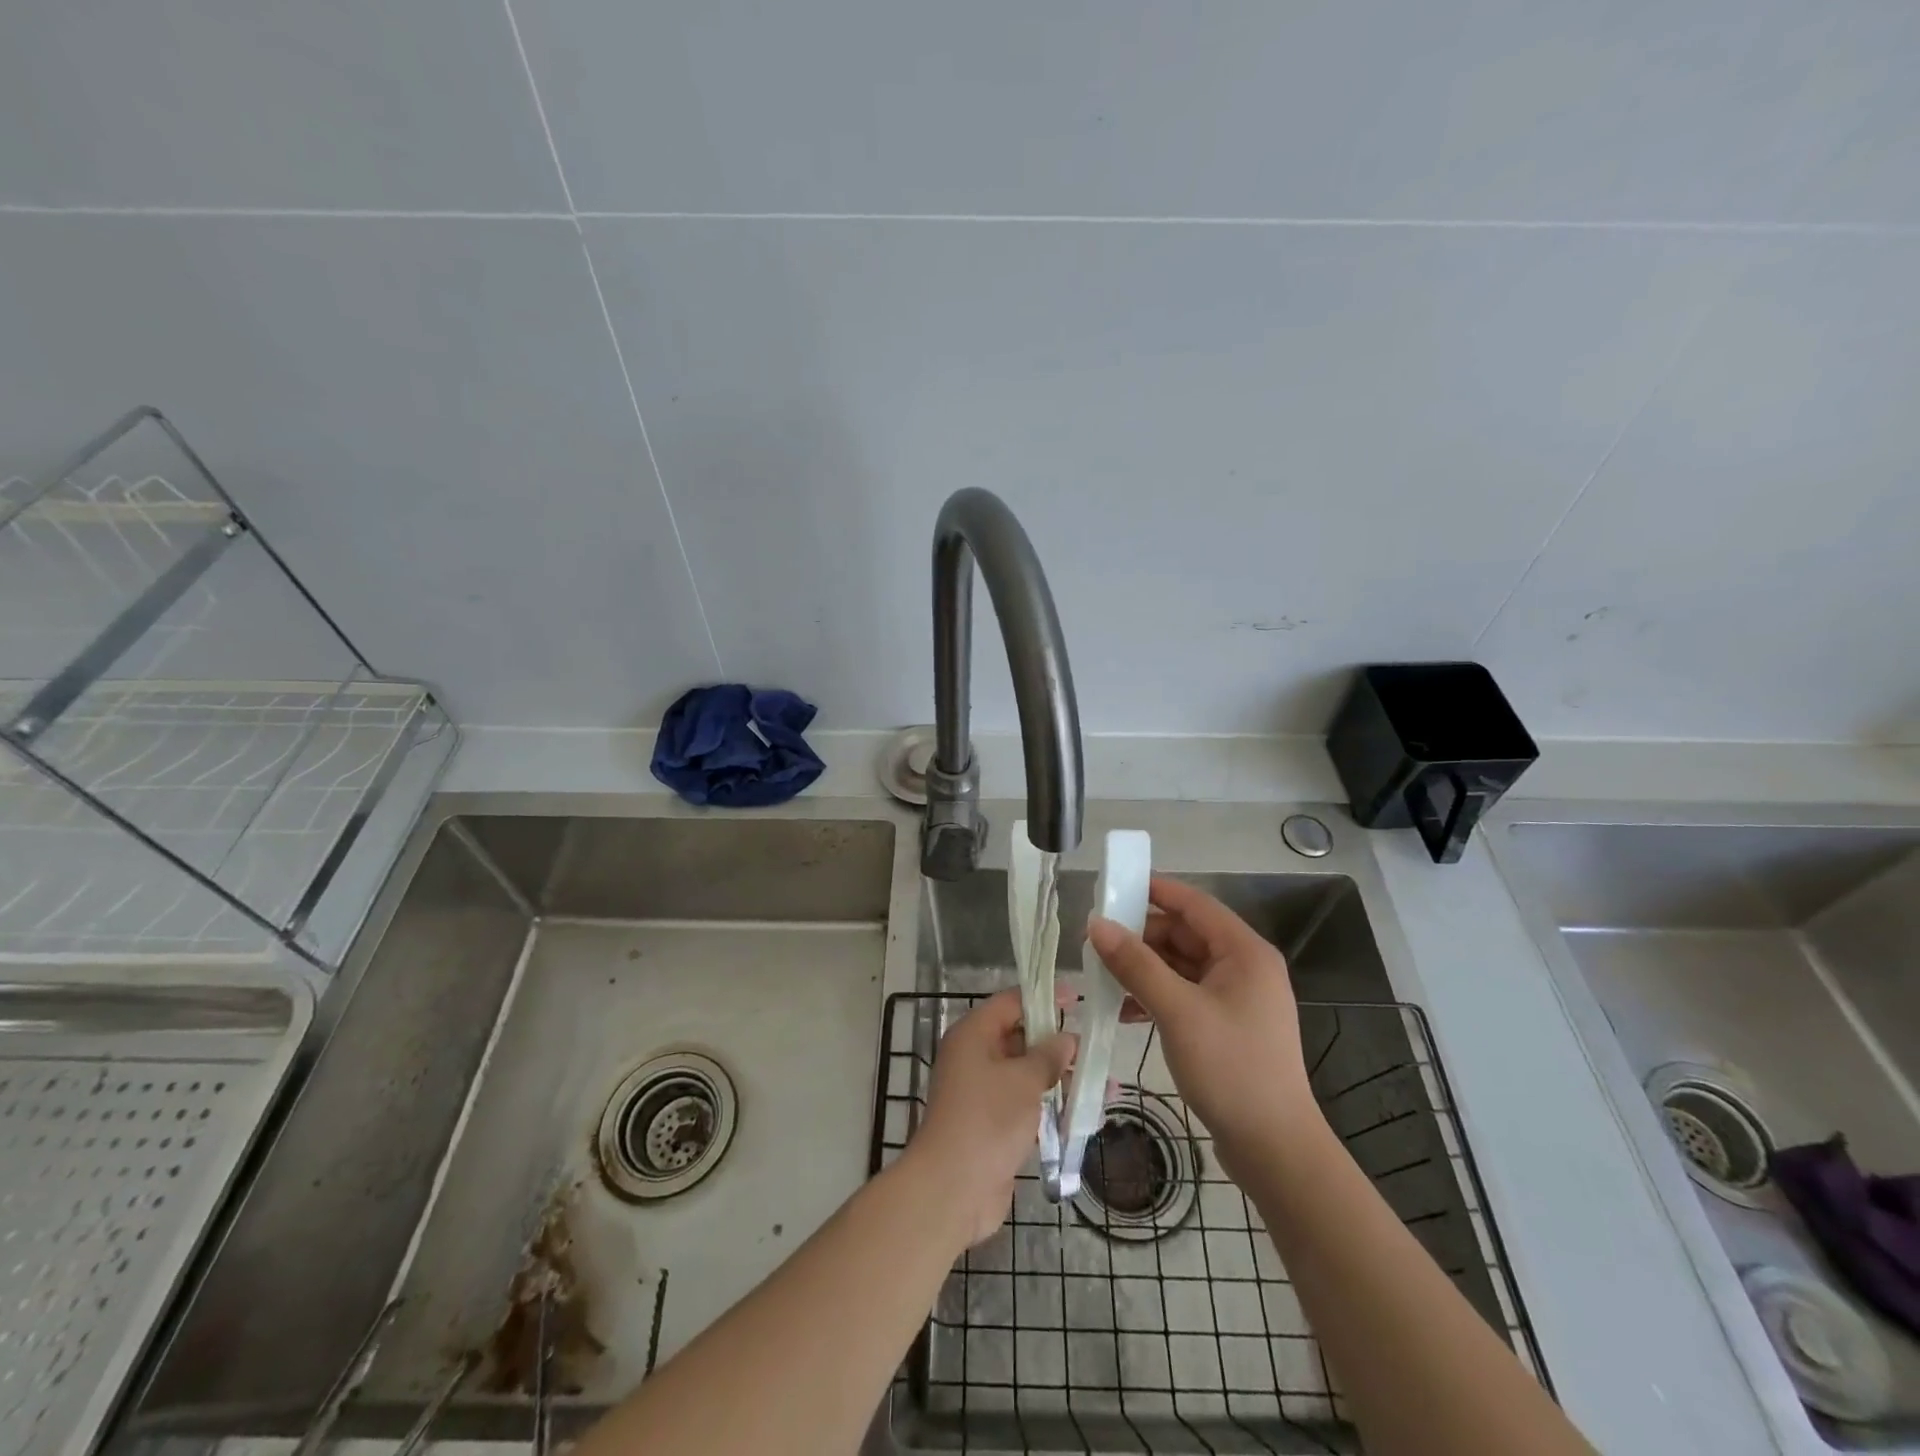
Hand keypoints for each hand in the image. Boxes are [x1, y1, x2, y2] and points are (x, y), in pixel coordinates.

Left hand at [904, 989, 1075, 1249]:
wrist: (953, 1188)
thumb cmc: (987, 1119)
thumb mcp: (1023, 1080)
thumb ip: (1048, 1056)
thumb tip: (1066, 1039)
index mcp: (974, 1035)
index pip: (1011, 1003)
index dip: (1044, 997)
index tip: (1079, 998)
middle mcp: (975, 1057)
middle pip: (1021, 1038)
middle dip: (1059, 1044)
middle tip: (1097, 1047)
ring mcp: (983, 1092)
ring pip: (1027, 1074)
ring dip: (1062, 1079)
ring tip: (1105, 1086)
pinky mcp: (993, 1123)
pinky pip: (1026, 1103)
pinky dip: (1052, 1106)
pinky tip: (1085, 1114)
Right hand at [1088, 876, 1320, 1177]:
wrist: (1274, 1149)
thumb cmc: (1230, 1068)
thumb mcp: (1177, 1010)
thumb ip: (1135, 964)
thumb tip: (1096, 924)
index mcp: (1244, 952)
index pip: (1194, 904)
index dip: (1154, 891)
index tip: (1111, 888)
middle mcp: (1244, 967)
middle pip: (1185, 934)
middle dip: (1141, 936)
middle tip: (1096, 942)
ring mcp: (1236, 998)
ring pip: (1181, 966)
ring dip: (1144, 968)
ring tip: (1101, 975)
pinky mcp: (1227, 1025)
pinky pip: (1185, 994)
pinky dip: (1156, 995)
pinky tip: (1124, 1009)